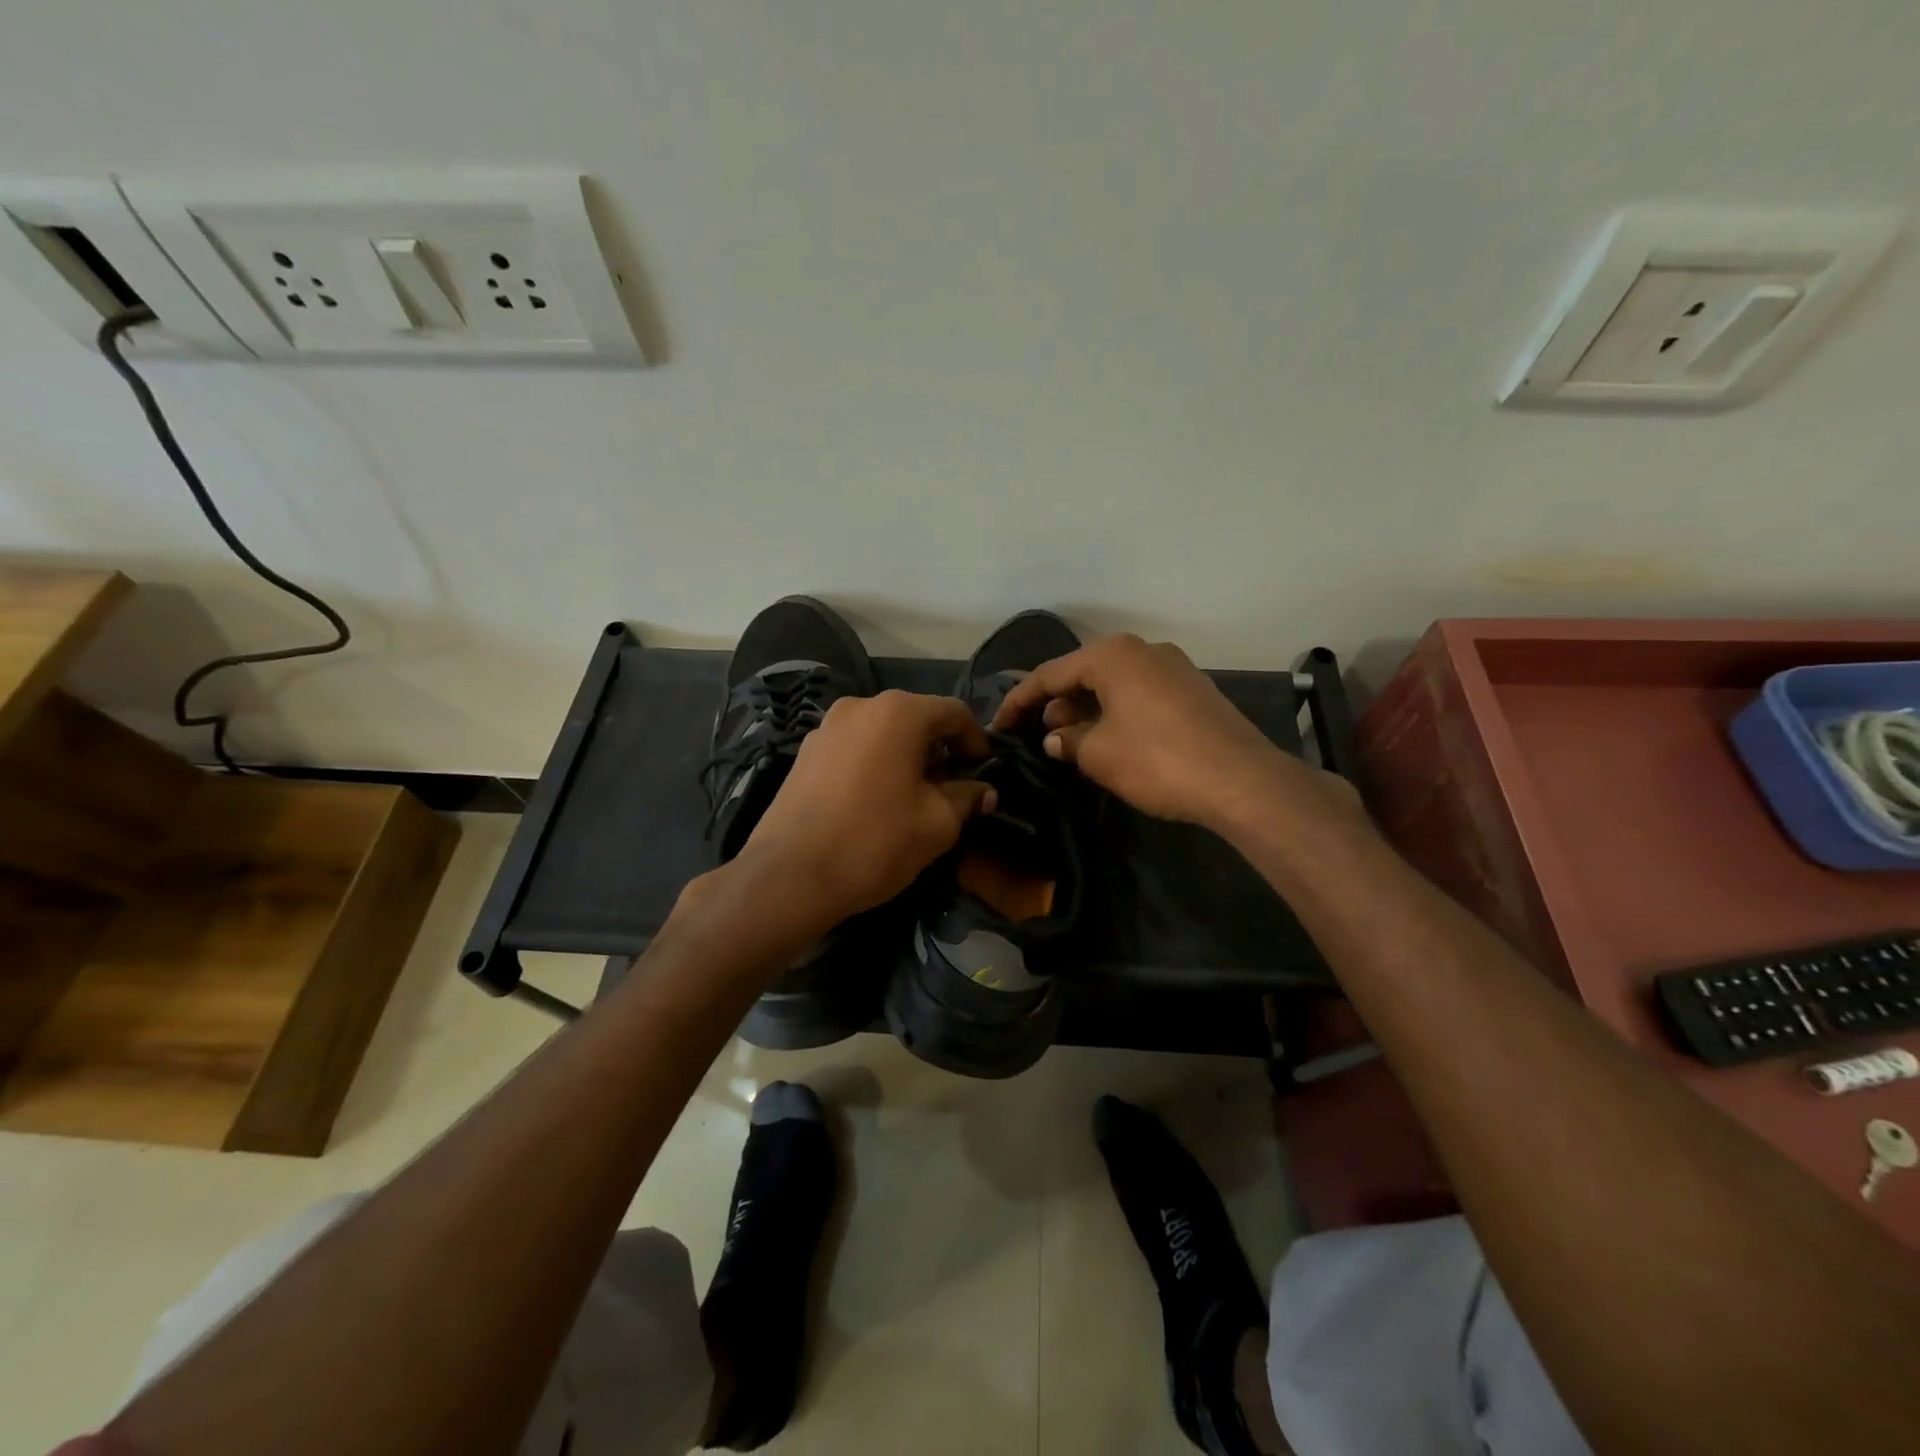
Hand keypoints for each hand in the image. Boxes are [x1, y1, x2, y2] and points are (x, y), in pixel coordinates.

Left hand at [732, 691, 995, 930]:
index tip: (985, 770)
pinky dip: (876, 764)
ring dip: (907, 757)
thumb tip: (984, 792)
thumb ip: (967, 798)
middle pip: (916, 719)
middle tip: (954, 787)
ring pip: (883, 734)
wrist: (790, 877)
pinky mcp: (805, 754)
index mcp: (898, 713)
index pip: (954, 712)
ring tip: (916, 797)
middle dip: (940, 750)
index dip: (976, 740)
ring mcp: (826, 728)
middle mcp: (860, 706)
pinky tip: (878, 802)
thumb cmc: (875, 842)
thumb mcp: (937, 824)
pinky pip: (855, 749)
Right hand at [992, 633, 1352, 828]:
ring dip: (1087, 709)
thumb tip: (1055, 737)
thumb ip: (1067, 740)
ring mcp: (1173, 667)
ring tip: (1071, 740)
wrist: (1240, 780)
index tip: (998, 725)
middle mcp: (1142, 649)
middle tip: (1039, 735)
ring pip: (1114, 683)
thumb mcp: (1098, 754)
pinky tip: (1111, 739)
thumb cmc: (1156, 760)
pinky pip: (1140, 693)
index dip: (1018, 700)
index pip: (1049, 674)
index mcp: (1112, 655)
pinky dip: (1116, 712)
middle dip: (1056, 703)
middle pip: (1083, 673)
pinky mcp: (1193, 690)